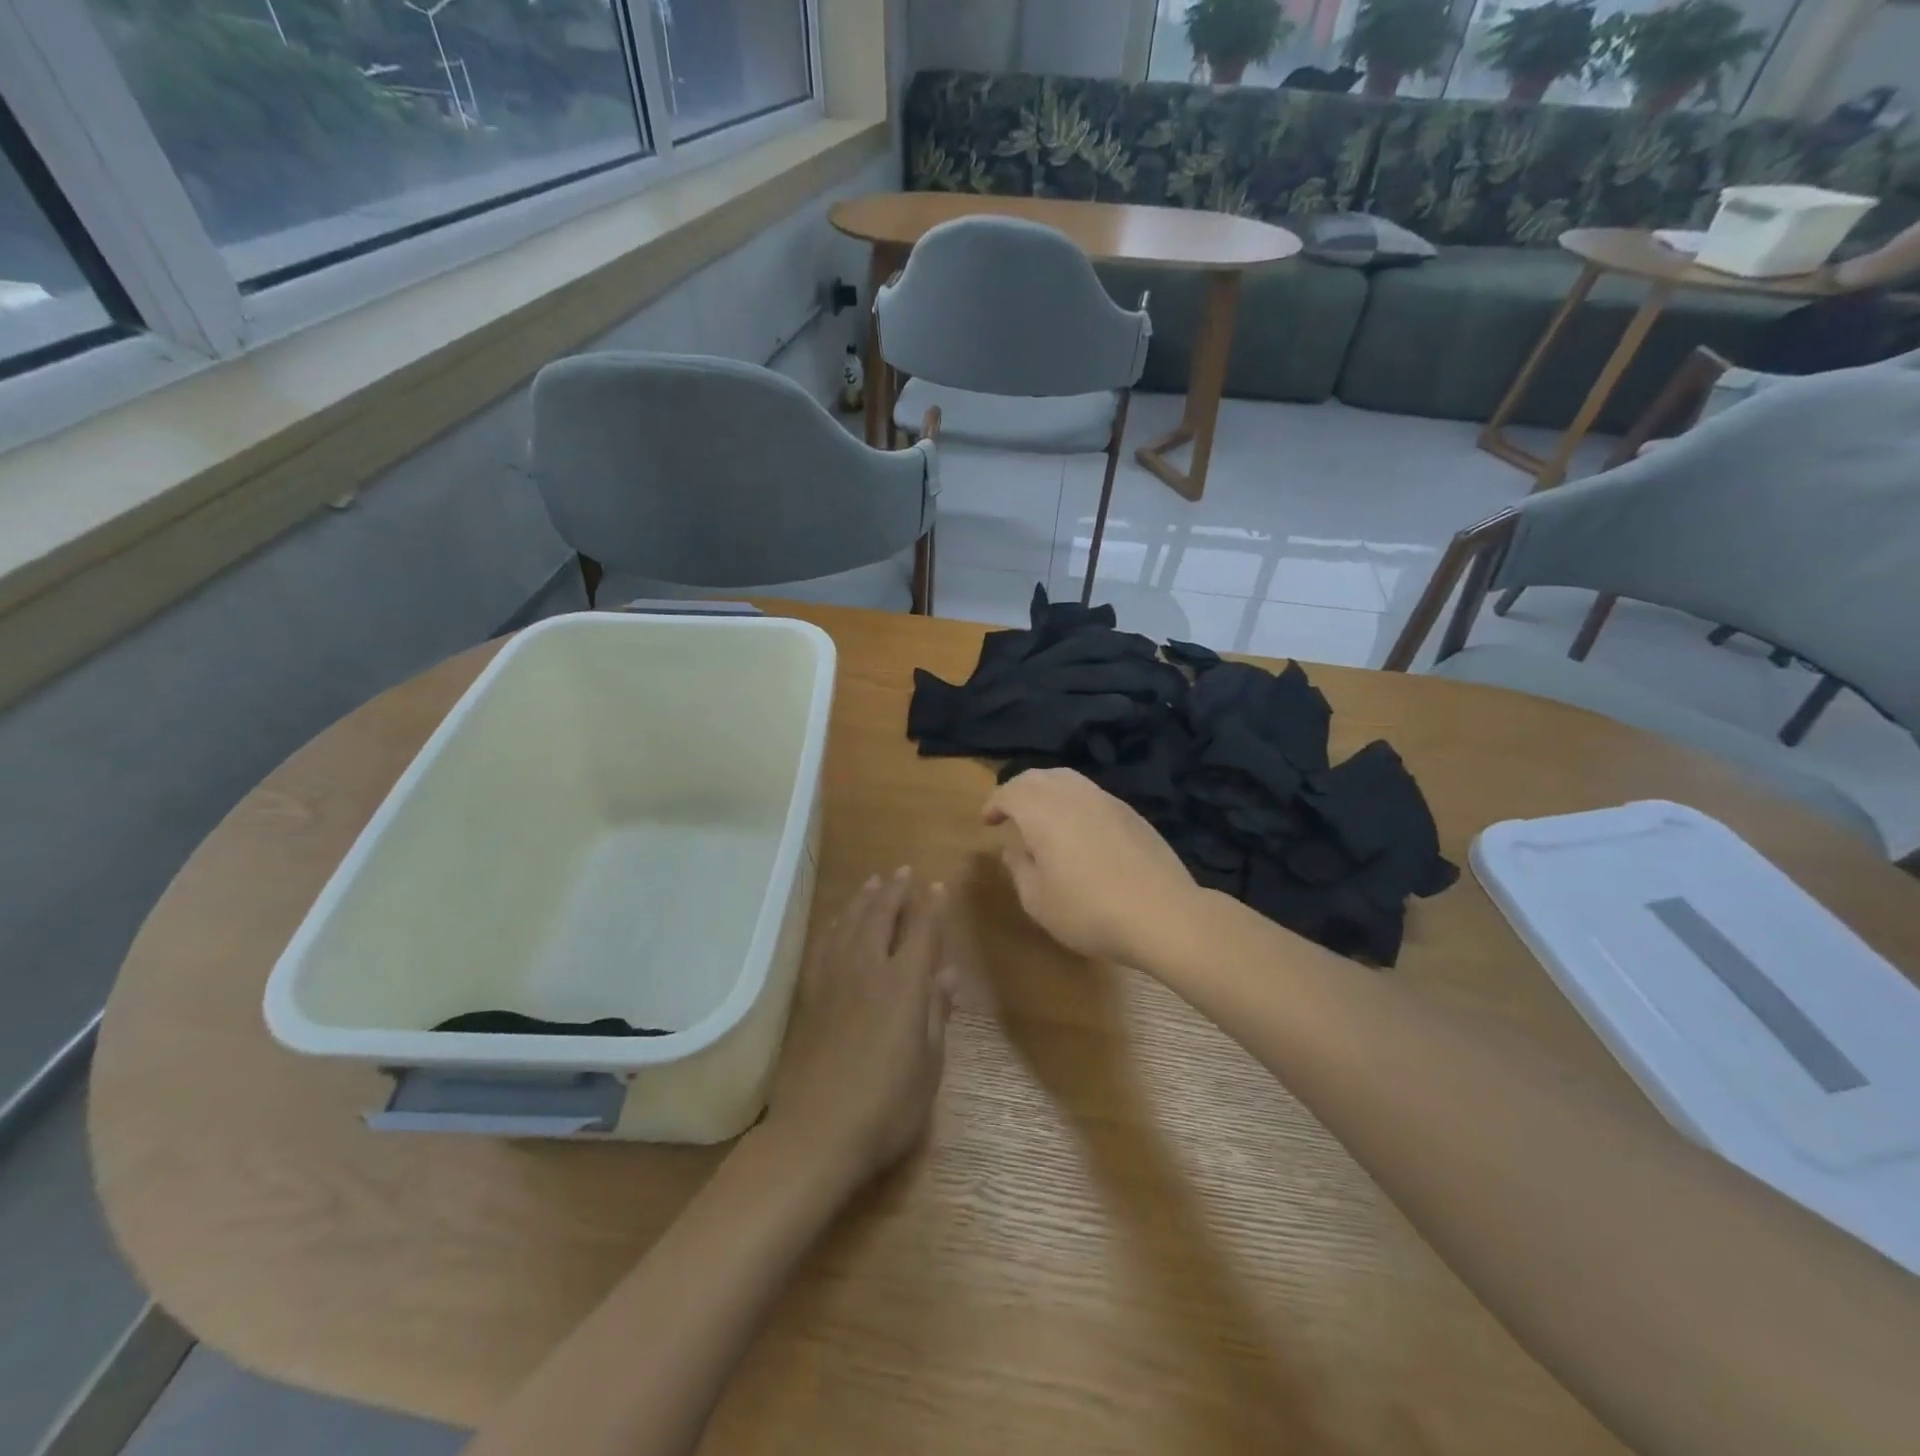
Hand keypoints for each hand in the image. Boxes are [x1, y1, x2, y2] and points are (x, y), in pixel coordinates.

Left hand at [764, 869, 955, 1187]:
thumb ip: (937, 1014)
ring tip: (874, 882)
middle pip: (881, 917)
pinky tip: (837, 920)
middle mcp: (868, 970)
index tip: (937, 886)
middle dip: (895, 891)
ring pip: (850, 924)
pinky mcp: (810, 995)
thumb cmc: (887, 1106)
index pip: (921, 932)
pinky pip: (823, 945)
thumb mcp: (929, 1065)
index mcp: (904, 985)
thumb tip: (947, 974)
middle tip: (903, 871)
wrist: (817, 1132)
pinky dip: (835, 924)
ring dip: (864, 899)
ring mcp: (834, 980)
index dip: (931, 906)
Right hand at [982, 768, 1199, 968]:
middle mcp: (1073, 794)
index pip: (1010, 792)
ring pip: (1068, 779)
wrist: (1162, 914)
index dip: (994, 803)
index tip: (987, 820)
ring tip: (1042, 816)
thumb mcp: (1038, 900)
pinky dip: (1074, 801)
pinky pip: (1092, 795)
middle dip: (1018, 789)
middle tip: (1009, 811)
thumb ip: (1020, 868)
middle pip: (1039, 776)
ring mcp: (1107, 800)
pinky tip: (1078, 829)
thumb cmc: (1088, 910)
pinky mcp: (1132, 813)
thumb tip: (1014, 848)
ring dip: (1048, 791)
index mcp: (1043, 810)